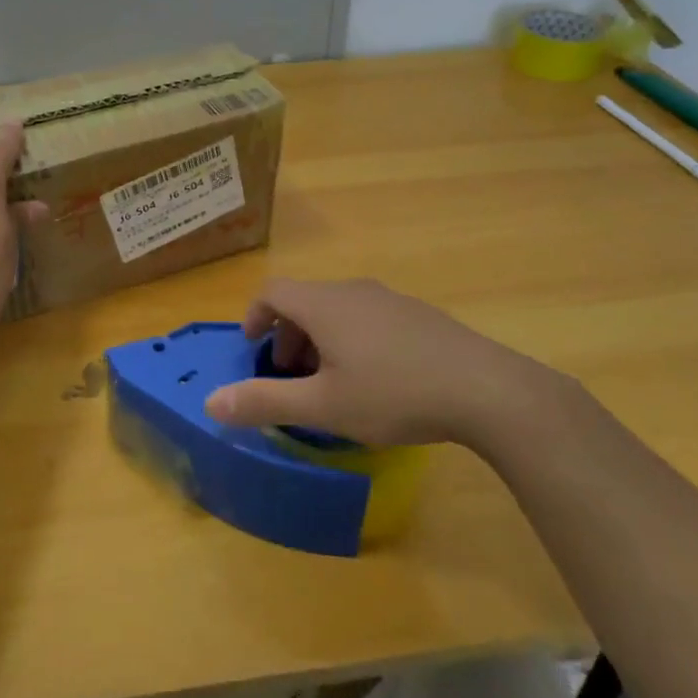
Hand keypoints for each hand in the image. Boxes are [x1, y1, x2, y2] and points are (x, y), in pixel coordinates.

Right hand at [202, 278, 567, 448]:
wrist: (486, 389)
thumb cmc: (394, 394)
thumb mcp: (323, 407)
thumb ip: (264, 402)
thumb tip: (210, 402)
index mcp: (324, 305)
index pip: (273, 291)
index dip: (254, 315)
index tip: (253, 347)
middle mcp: (354, 290)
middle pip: (305, 300)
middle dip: (288, 335)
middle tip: (291, 376)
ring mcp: (391, 299)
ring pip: (338, 309)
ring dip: (320, 338)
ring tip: (331, 381)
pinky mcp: (419, 315)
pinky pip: (369, 316)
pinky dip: (352, 338)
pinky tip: (376, 380)